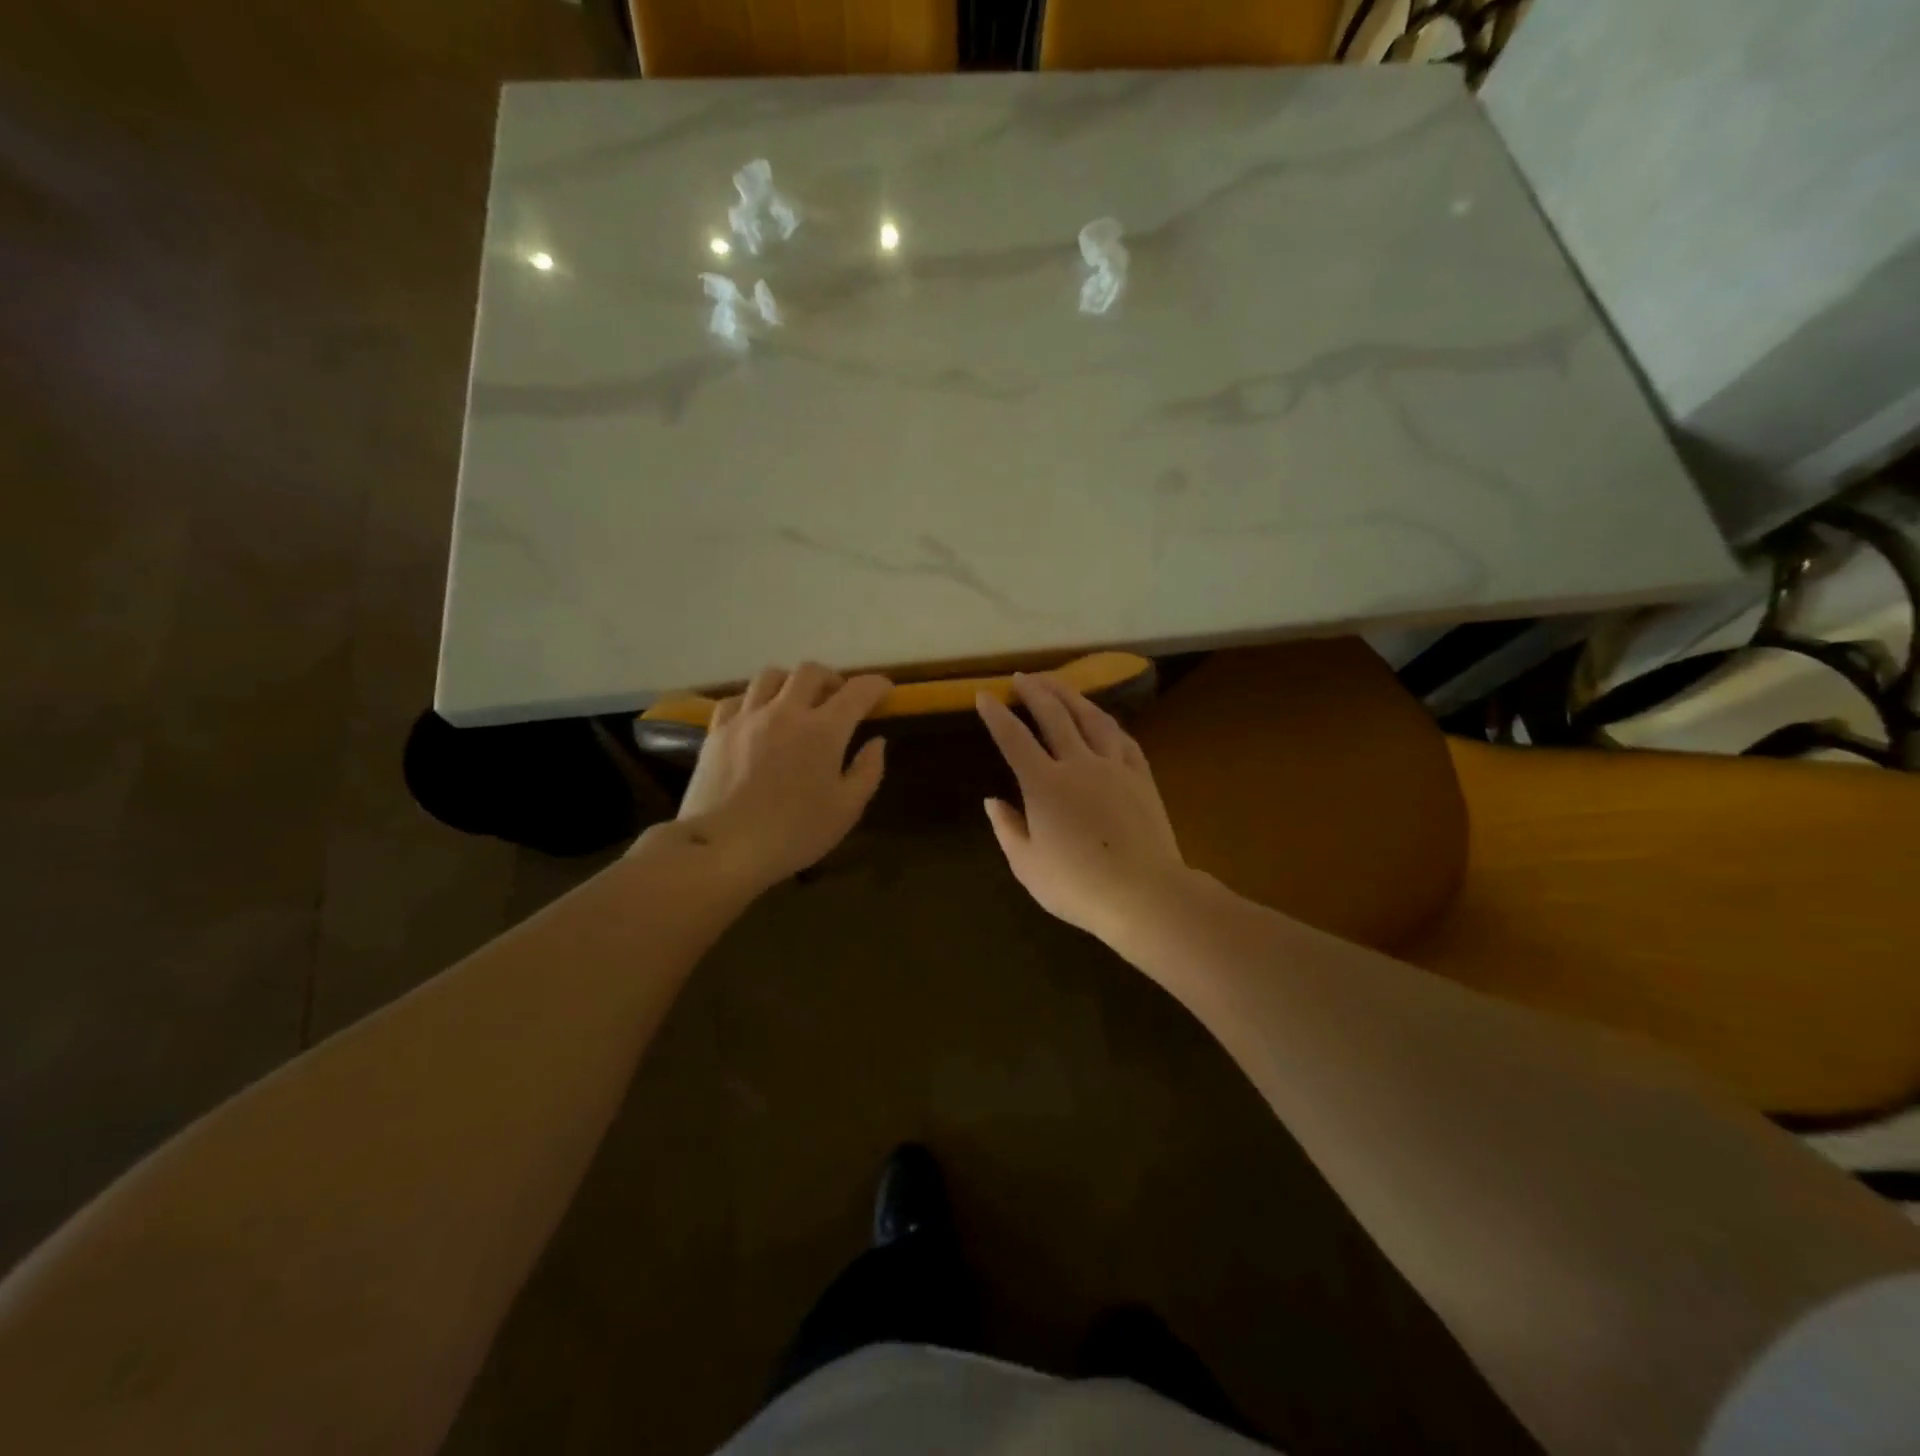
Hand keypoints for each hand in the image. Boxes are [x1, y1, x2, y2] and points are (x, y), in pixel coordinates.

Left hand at [672, 663, 890, 892]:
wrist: (723, 848)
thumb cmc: (794, 833)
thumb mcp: (847, 810)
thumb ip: (868, 771)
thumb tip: (876, 742)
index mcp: (824, 730)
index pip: (858, 691)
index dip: (876, 685)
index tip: (885, 691)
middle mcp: (785, 711)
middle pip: (811, 671)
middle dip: (831, 679)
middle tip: (838, 699)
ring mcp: (747, 717)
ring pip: (771, 676)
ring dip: (791, 683)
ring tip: (796, 703)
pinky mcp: (718, 730)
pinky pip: (737, 698)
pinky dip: (754, 700)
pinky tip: (757, 718)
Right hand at [975, 673, 1191, 947]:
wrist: (1144, 894)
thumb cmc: (1077, 886)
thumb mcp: (1027, 866)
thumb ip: (1007, 828)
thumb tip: (992, 800)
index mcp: (1044, 784)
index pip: (1014, 739)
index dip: (996, 715)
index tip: (984, 695)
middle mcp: (1078, 764)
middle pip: (1054, 715)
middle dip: (1034, 691)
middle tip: (1022, 676)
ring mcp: (1114, 767)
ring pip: (1092, 718)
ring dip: (1071, 695)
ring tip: (1057, 683)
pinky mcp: (1141, 777)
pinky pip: (1123, 738)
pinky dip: (1107, 722)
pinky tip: (1102, 718)